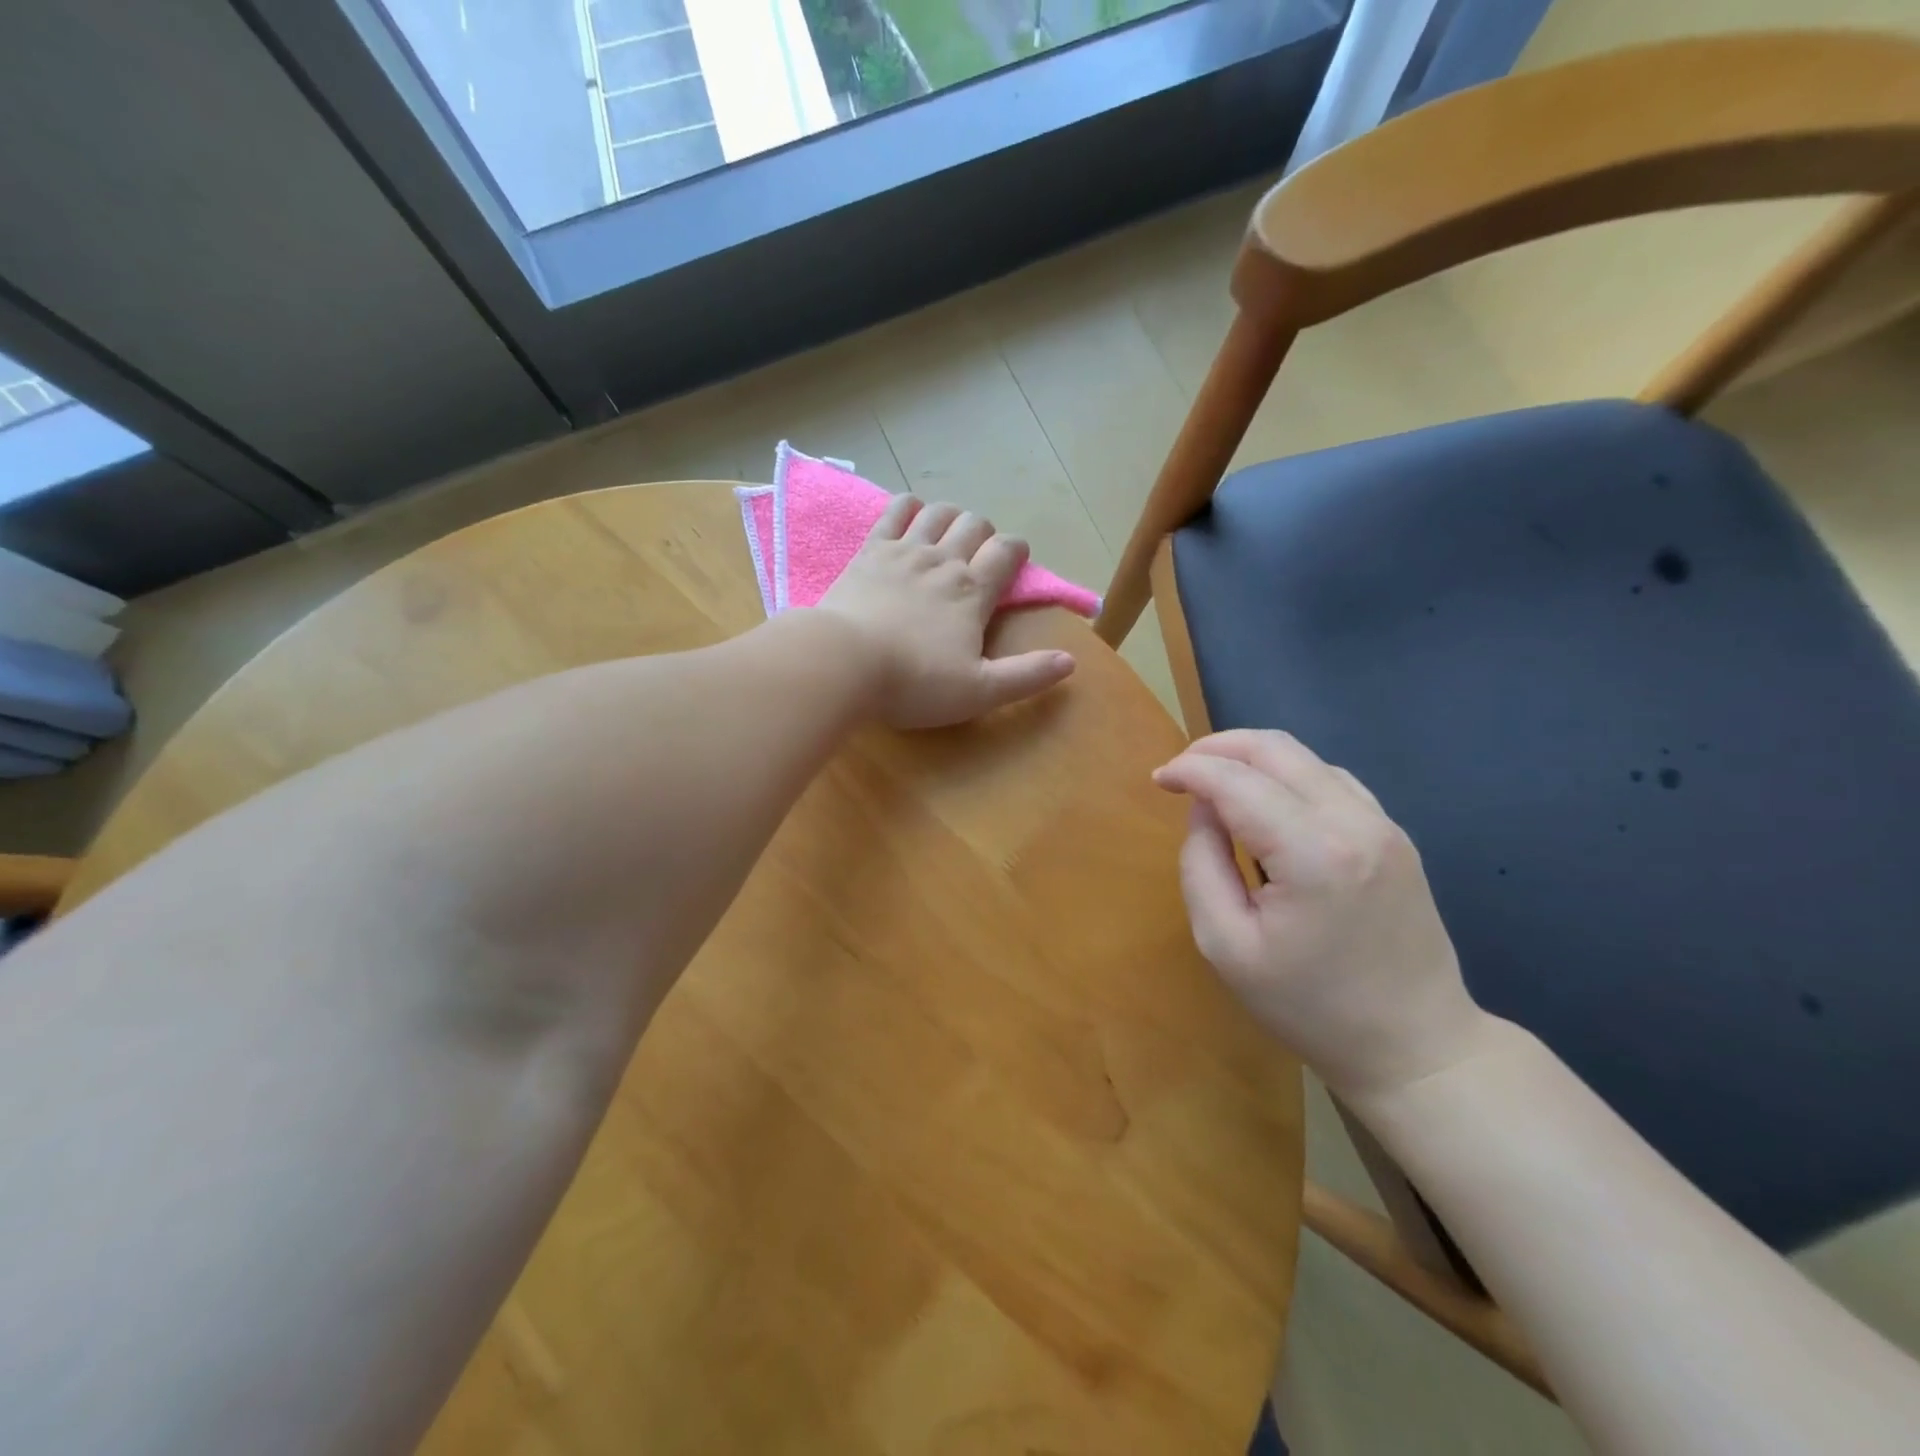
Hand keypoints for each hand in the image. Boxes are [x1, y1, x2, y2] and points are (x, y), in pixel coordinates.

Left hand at [815, 495, 1075, 729]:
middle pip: (974, 523)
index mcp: (972, 591)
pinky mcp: (869, 551)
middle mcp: (943, 560)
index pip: (1006, 552)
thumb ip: (1026, 676)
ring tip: (947, 534)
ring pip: (938, 511)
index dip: (1016, 551)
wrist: (843, 663)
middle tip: (977, 555)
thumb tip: (1070, 662)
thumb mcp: (979, 691)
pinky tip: (908, 515)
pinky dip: (907, 507)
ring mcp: (903, 550)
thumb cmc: (914, 682)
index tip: (1014, 561)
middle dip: (984, 533)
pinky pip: (894, 511)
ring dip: (950, 516)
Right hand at [1153, 730, 1494, 1100]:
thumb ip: (1201, 864)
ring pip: (1304, 757)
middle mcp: (1354, 822)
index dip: (1189, 769)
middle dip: (1217, 748)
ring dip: (1252, 758)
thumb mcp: (1226, 945)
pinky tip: (1266, 803)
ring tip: (1215, 785)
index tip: (1158, 780)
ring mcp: (1383, 824)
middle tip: (1180, 771)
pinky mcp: (1394, 835)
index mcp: (1311, 853)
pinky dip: (1287, 775)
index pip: (1236, 780)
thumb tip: (1203, 809)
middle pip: (1274, 748)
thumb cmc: (1308, 1006)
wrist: (1416, 1047)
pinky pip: (1331, 779)